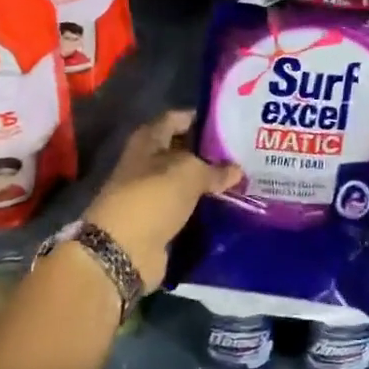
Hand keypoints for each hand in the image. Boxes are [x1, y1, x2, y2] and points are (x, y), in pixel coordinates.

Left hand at [82, 109, 241, 291]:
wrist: (123, 250)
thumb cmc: (153, 197)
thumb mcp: (189, 173)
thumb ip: (215, 169)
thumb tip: (237, 169)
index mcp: (148, 140)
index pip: (176, 119)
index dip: (201, 118)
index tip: (231, 122)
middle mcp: (148, 163)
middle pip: (183, 151)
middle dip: (211, 152)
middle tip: (244, 153)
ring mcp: (153, 194)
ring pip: (187, 182)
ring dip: (210, 182)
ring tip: (244, 179)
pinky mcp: (160, 221)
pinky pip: (187, 207)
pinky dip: (205, 207)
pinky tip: (230, 205)